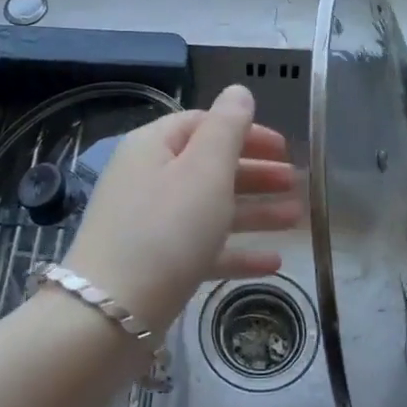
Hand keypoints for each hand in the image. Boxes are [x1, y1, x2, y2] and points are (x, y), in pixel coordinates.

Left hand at [63, 85, 299, 331]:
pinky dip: (236, 251)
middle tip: (297, 183)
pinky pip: (203, 249)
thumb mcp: (204, 171)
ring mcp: (150, 225)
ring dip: (254, 211)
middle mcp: (148, 180)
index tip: (286, 148)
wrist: (110, 315)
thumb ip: (227, 128)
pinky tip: (273, 263)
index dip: (246, 132)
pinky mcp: (156, 266)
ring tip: (297, 218)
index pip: (203, 124)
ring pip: (210, 209)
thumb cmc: (165, 230)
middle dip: (255, 173)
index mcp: (153, 147)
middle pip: (208, 167)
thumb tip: (238, 92)